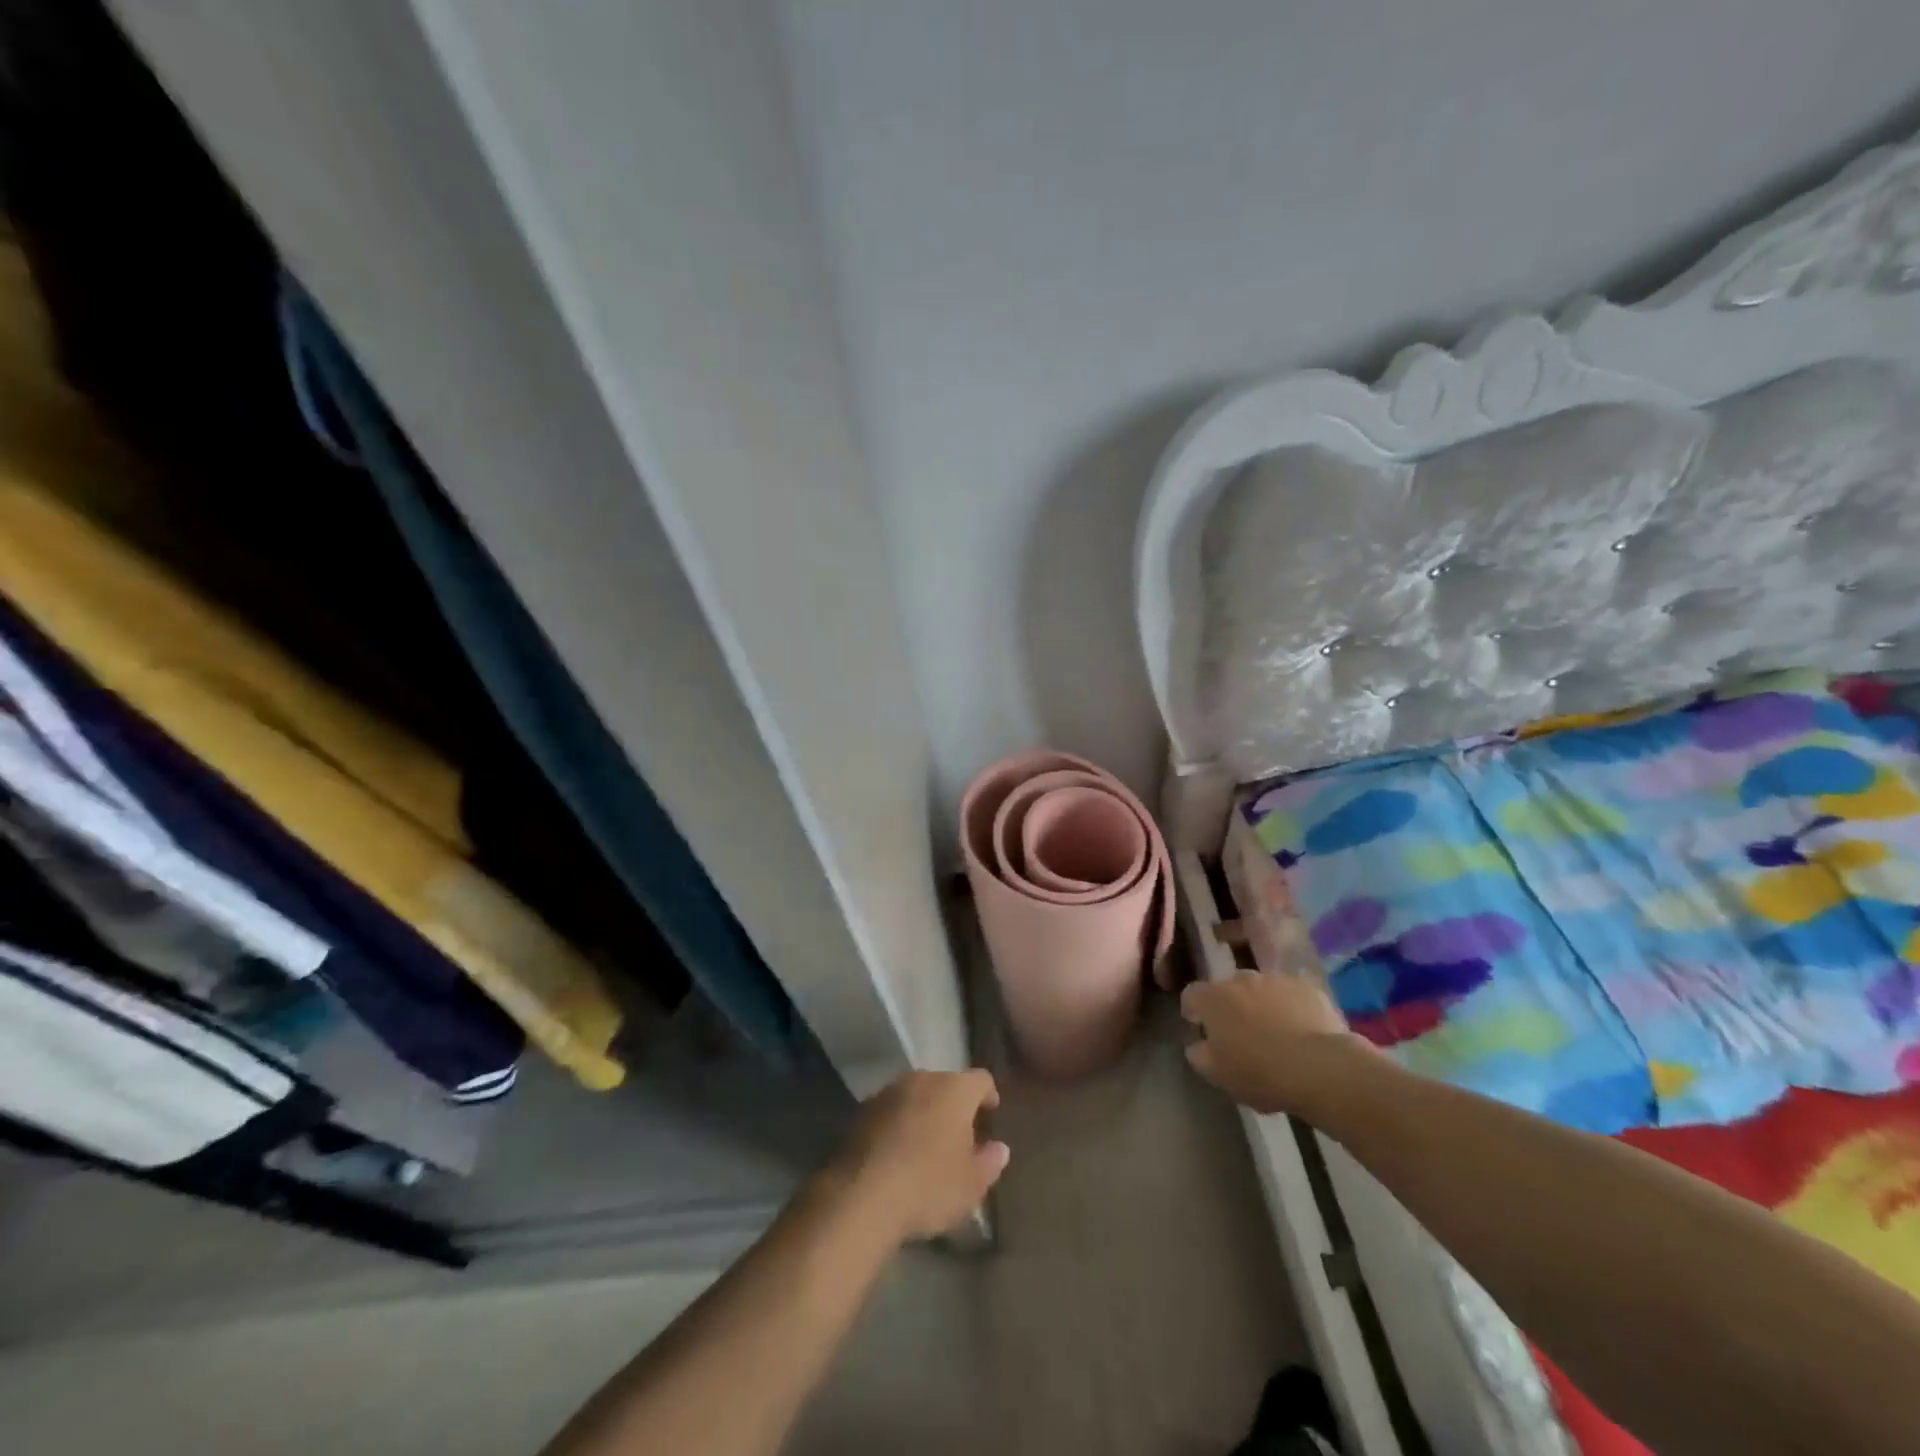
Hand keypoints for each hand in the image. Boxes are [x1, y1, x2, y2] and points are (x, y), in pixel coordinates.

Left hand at [826, 1070, 1009, 1242]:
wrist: (861, 1196)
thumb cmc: (928, 1186)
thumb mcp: (971, 1185)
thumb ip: (990, 1162)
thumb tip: (999, 1148)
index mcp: (955, 1089)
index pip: (981, 1080)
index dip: (988, 1096)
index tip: (990, 1117)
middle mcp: (923, 1079)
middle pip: (946, 1084)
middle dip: (954, 1106)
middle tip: (959, 1137)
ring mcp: (889, 1091)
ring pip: (916, 1095)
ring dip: (924, 1113)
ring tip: (926, 1146)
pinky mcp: (863, 1110)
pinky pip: (891, 1110)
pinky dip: (898, 1124)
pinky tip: (897, 1154)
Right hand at [1182, 973, 1372, 1115]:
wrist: (1320, 1068)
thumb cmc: (1260, 1072)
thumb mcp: (1218, 1075)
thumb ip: (1199, 1056)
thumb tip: (1197, 1045)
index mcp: (1213, 998)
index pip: (1191, 994)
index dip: (1193, 1009)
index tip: (1200, 1027)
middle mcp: (1241, 979)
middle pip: (1228, 988)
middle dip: (1231, 1005)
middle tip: (1242, 1033)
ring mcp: (1276, 980)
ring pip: (1261, 989)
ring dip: (1262, 1004)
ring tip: (1276, 1032)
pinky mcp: (1307, 987)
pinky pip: (1291, 994)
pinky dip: (1291, 1007)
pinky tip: (1302, 1031)